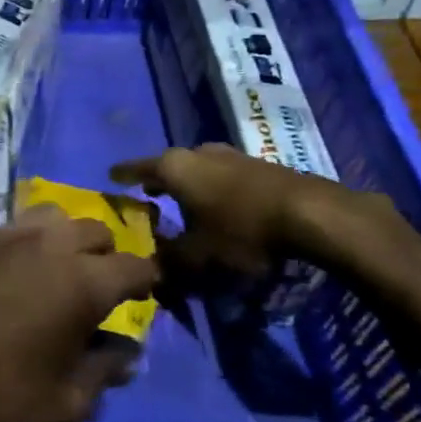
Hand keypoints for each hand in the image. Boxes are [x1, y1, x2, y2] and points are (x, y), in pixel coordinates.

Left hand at [0, 205, 158, 421]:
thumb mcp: (66, 405)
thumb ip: (104, 371)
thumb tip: (126, 352)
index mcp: (80, 282)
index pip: (134, 266)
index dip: (148, 280)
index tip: (147, 293)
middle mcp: (44, 246)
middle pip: (94, 229)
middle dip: (105, 255)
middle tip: (96, 287)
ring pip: (48, 217)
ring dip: (62, 239)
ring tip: (52, 271)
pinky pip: (3, 233)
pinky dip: (18, 248)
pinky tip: (2, 280)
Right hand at [111, 144, 411, 283]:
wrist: (310, 213)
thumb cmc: (242, 230)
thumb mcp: (199, 256)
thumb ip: (169, 262)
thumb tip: (149, 268)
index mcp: (175, 167)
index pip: (137, 168)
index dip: (123, 175)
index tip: (110, 176)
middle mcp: (199, 152)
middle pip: (169, 166)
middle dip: (157, 181)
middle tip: (146, 195)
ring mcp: (230, 155)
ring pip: (198, 168)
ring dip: (187, 185)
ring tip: (181, 202)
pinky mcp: (257, 164)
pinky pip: (221, 175)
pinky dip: (211, 188)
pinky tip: (217, 205)